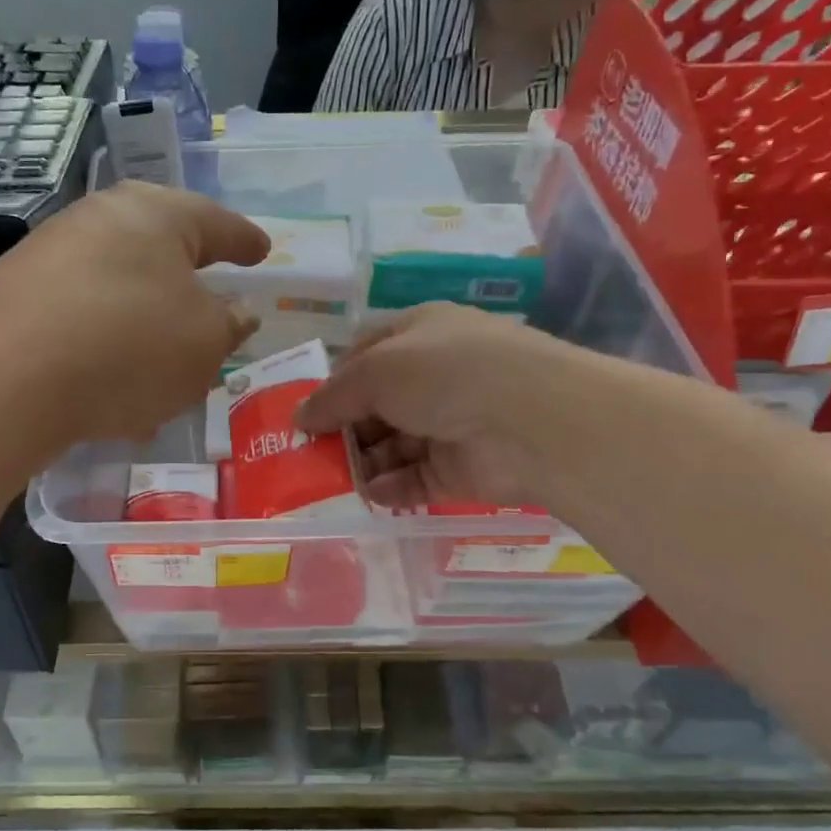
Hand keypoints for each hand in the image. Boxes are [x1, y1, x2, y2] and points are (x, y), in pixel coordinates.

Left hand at [0, 182, 268, 442]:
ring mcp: (50, 255)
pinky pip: (81, 318)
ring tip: (164, 368)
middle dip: (188, 284)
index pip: (217, 224)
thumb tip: (233, 312)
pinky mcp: (14, 296)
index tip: (261, 252)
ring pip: (119, 289)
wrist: (2, 377)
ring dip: (146, 326)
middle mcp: (99, 220)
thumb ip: (229, 325)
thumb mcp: (205, 343)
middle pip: (160, 250)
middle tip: (213, 308)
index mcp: (157, 215)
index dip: (244, 242)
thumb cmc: (129, 346)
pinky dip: (106, 348)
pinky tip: (111, 390)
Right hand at [296, 303, 568, 510]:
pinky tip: (370, 495)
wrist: (531, 421)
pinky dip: (391, 488)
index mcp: (419, 335)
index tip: (306, 413)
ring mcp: (450, 423)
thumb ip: (332, 397)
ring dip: (362, 462)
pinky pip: (415, 478)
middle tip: (310, 455)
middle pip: (375, 405)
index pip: (365, 356)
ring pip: (392, 445)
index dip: (334, 383)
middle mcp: (435, 376)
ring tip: (330, 482)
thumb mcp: (375, 371)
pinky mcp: (461, 467)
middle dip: (343, 429)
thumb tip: (299, 418)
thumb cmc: (445, 374)